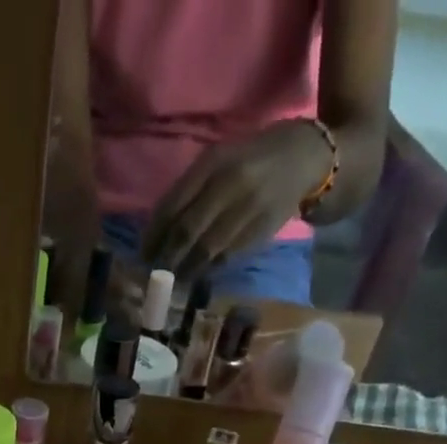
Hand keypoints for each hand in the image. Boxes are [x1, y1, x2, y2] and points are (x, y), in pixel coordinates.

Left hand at [144, 121, 332, 276]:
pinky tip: (196, 275)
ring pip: (205, 250)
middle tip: (153, 275)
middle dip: (165, 259)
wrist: (304, 158)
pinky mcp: (259, 231)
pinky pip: (225, 258)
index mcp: (212, 163)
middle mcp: (229, 184)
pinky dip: (207, 270)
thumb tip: (157, 233)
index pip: (173, 206)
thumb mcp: (218, 162)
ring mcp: (246, 209)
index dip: (154, 236)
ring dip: (184, 271)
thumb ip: (189, 192)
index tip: (143, 256)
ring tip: (172, 281)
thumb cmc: (251, 161)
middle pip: (186, 232)